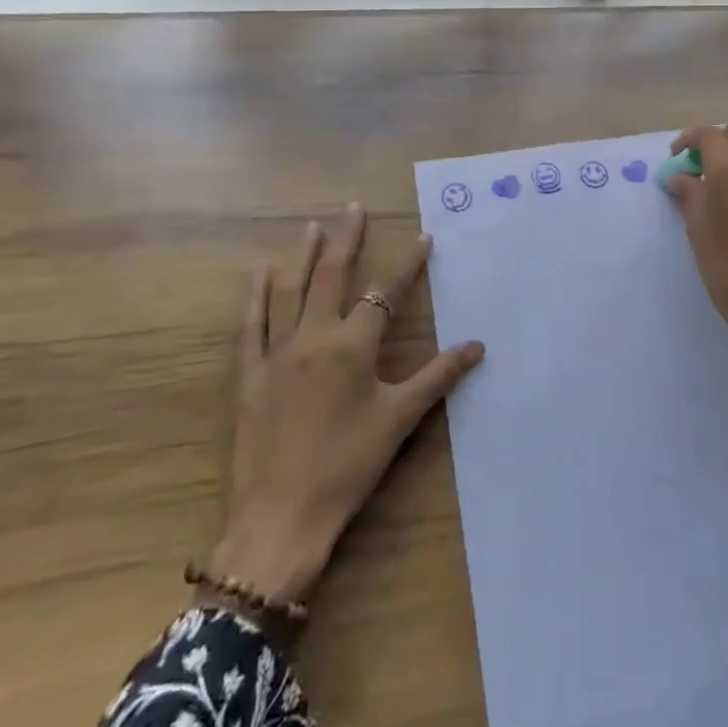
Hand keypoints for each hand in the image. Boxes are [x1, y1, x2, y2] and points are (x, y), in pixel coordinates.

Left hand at [204, 204, 483, 607]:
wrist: (279, 518)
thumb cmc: (347, 467)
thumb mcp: (400, 420)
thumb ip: (438, 377)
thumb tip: (478, 346)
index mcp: (353, 346)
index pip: (386, 292)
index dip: (408, 264)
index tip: (423, 237)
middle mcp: (314, 337)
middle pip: (332, 276)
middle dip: (347, 239)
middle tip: (354, 208)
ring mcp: (277, 352)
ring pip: (290, 290)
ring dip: (303, 255)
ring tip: (312, 226)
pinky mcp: (249, 374)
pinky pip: (251, 324)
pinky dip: (256, 295)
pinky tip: (260, 272)